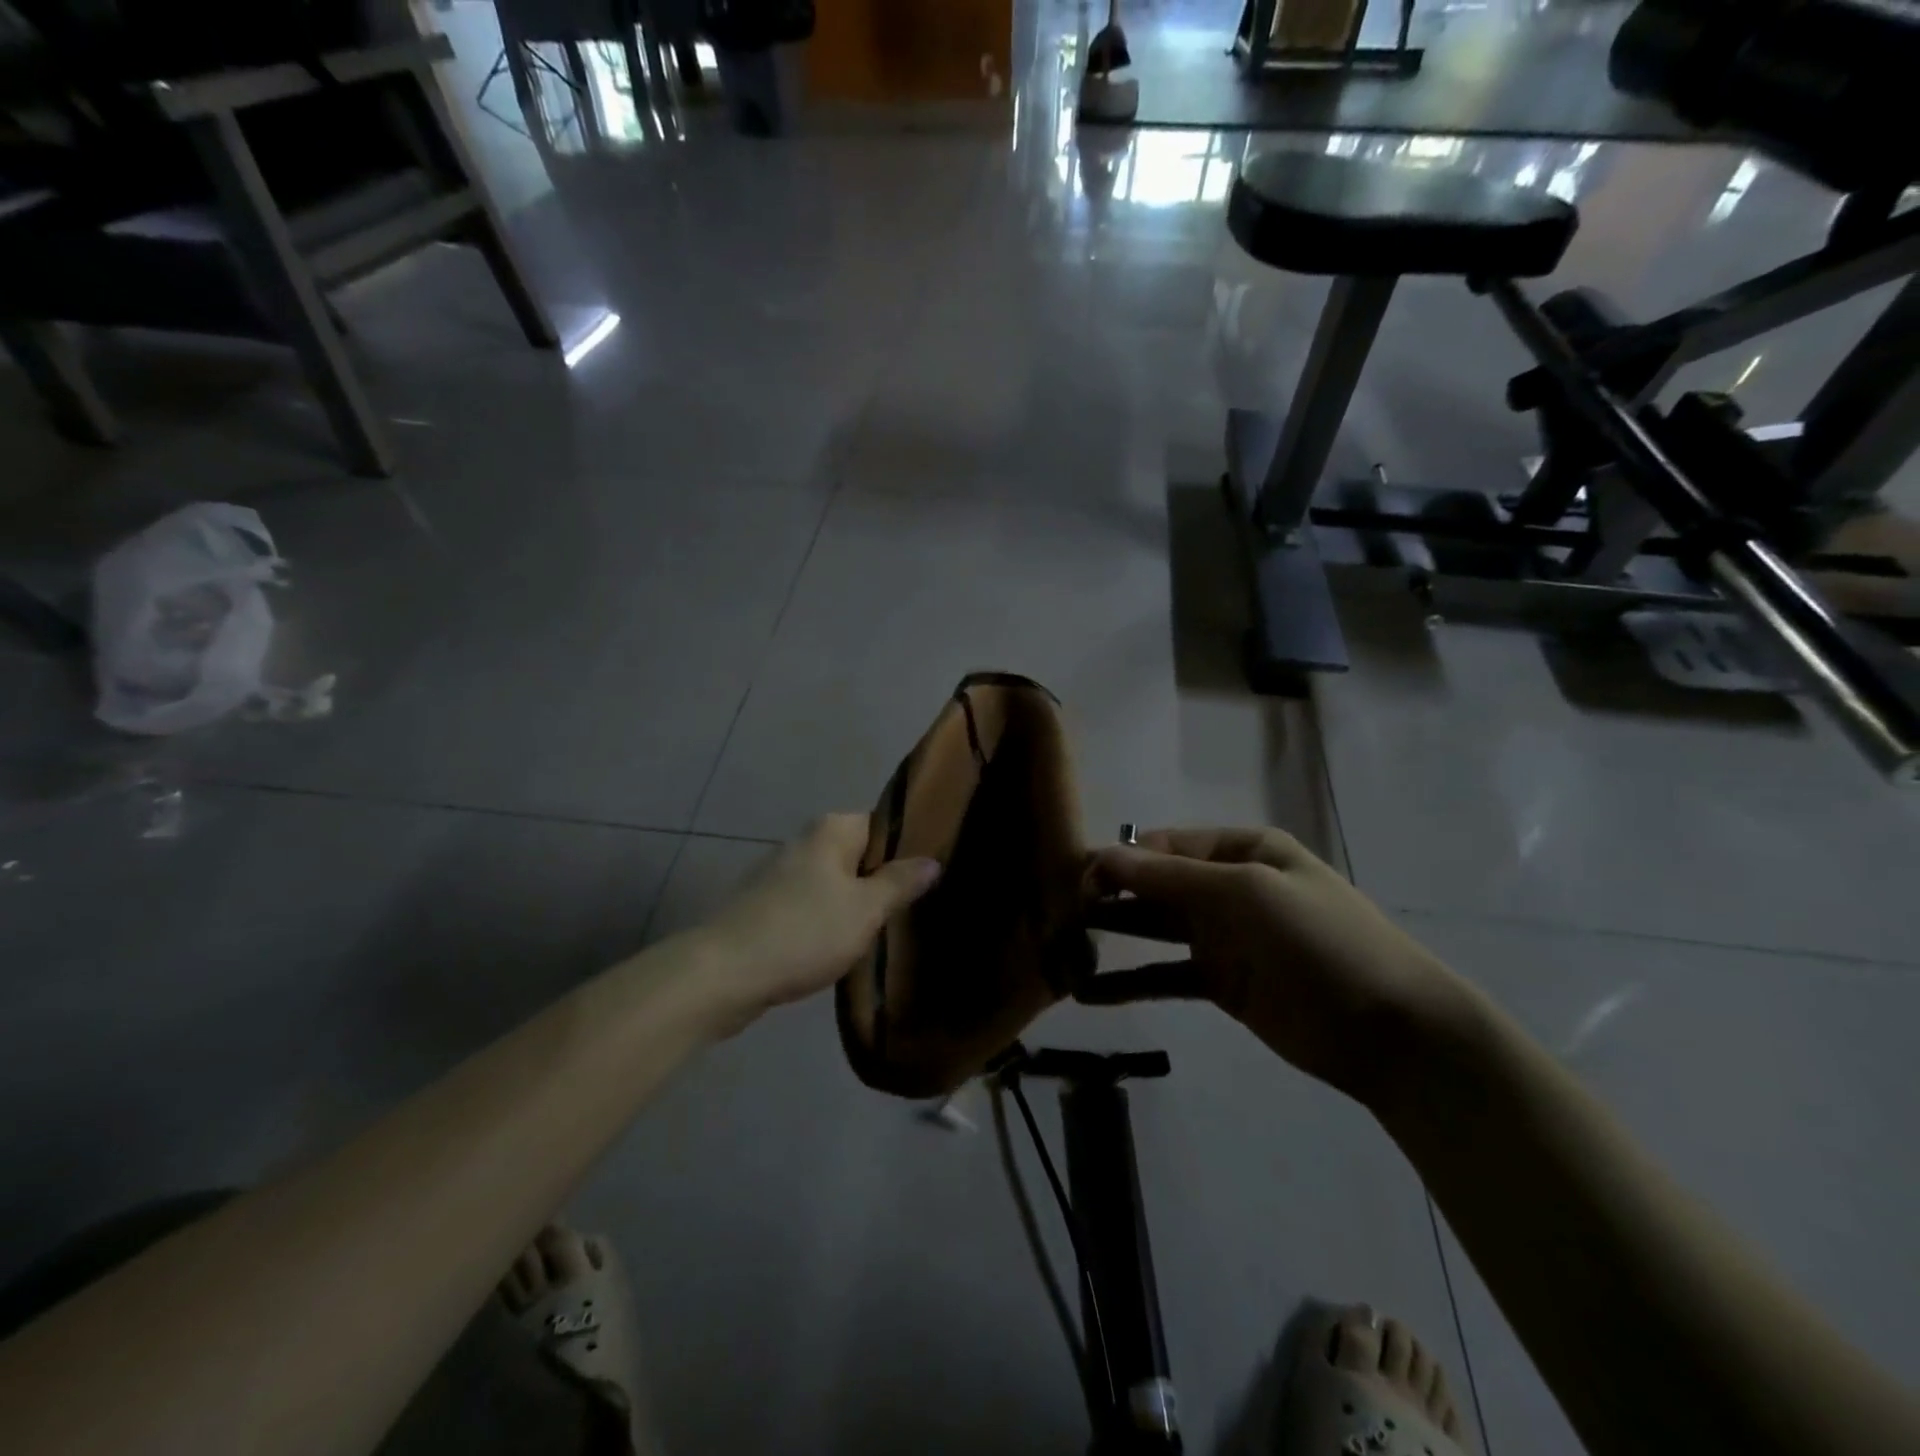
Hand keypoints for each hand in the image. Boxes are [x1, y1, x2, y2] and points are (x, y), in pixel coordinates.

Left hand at [697, 814, 940, 1030]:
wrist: (724, 973)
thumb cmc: (805, 932)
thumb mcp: (865, 909)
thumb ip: (900, 882)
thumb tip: (932, 860)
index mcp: (832, 829)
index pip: (883, 825)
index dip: (910, 848)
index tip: (933, 876)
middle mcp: (805, 841)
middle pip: (859, 855)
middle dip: (884, 880)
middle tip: (916, 909)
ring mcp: (781, 873)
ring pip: (835, 883)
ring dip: (857, 904)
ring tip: (888, 931)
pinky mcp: (766, 905)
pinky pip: (812, 905)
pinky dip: (829, 921)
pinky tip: (844, 946)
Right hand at [1082, 828, 1474, 1104]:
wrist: (1391, 1029)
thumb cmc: (1320, 940)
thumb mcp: (1245, 893)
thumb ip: (1170, 877)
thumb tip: (1103, 856)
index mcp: (1240, 850)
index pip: (1163, 846)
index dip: (1118, 858)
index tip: (1073, 876)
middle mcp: (1227, 886)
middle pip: (1155, 884)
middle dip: (1109, 894)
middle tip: (1056, 911)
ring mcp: (1224, 937)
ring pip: (1154, 928)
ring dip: (1113, 934)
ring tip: (1060, 944)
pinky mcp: (1221, 983)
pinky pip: (1165, 975)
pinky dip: (1130, 982)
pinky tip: (1090, 993)